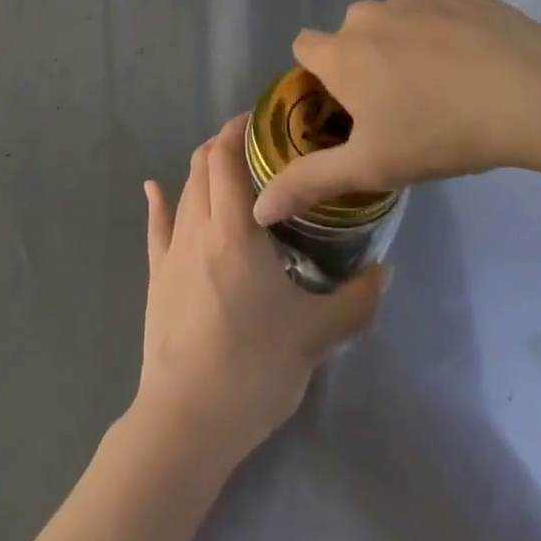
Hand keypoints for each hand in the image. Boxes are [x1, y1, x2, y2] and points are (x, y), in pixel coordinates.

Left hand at [134, 115, 387, 470]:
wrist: (188, 418)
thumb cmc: (253, 368)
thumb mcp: (315, 336)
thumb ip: (355, 301)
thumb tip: (387, 271)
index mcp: (234, 229)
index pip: (226, 157)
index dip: (238, 130)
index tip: (261, 121)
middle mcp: (198, 226)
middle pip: (203, 165)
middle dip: (224, 145)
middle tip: (255, 146)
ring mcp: (171, 250)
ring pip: (184, 190)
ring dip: (202, 170)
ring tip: (227, 168)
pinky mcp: (155, 275)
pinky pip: (156, 227)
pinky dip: (158, 201)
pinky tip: (153, 188)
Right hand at [253, 0, 540, 226]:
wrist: (531, 90)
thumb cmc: (441, 131)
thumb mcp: (373, 166)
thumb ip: (311, 182)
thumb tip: (260, 209)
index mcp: (340, 52)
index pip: (304, 48)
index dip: (321, 75)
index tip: (350, 104)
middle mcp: (365, 13)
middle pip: (351, 36)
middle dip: (367, 61)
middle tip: (406, 103)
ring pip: (393, 19)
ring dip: (404, 42)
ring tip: (447, 80)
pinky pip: (431, 5)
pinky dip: (441, 25)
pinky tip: (473, 55)